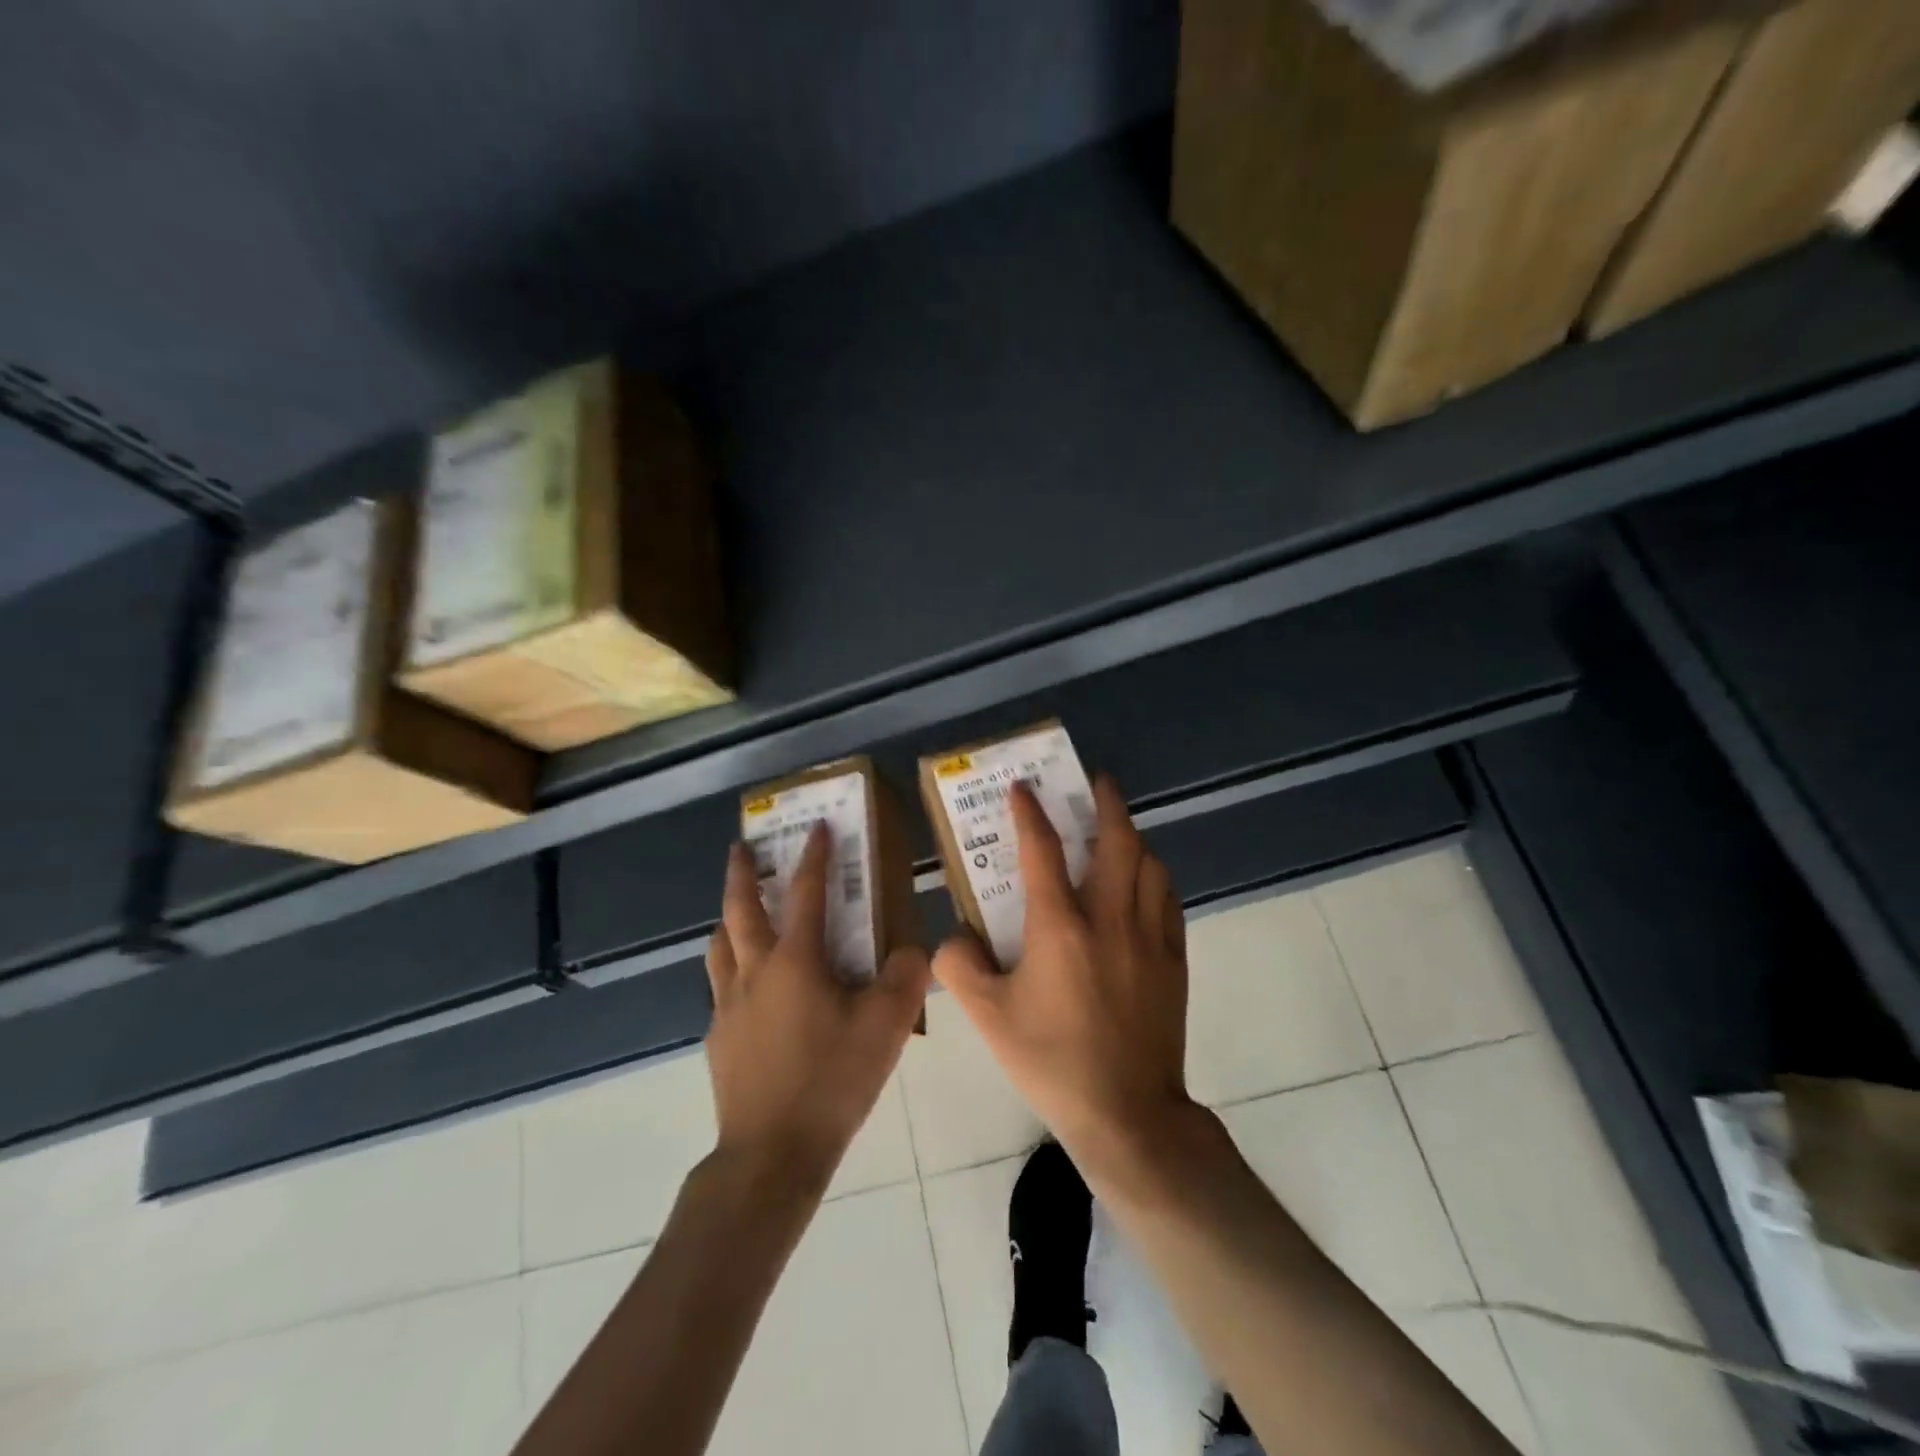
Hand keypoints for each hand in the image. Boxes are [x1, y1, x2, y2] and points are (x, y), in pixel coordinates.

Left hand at [706, 825, 930, 1193]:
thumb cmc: (831, 1080)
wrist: (771, 1153)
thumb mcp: (885, 1027)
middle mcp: (755, 972)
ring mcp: (729, 1006)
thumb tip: (912, 951)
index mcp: (795, 961)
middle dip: (743, 873)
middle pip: (741, 909)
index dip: (815, 856)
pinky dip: (731, 969)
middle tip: (741, 847)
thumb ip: (905, 978)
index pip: (807, 893)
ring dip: (728, 919)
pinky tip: (748, 990)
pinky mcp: (719, 1038)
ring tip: (736, 911)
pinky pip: (721, 988)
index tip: (818, 827)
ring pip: (720, 946)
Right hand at [932, 776, 1198, 1188]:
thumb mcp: (988, 1017)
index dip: (1030, 812)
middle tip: (1096, 782)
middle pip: (1116, 841)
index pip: (1042, 850)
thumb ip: (959, 966)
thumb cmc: (1052, 1061)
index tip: (1023, 788)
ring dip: (1133, 837)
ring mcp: (1149, 937)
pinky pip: (1168, 900)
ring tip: (1118, 831)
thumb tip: (954, 936)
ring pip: (1150, 864)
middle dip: (1107, 802)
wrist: (1127, 1113)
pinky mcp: (1174, 960)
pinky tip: (1144, 884)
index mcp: (1060, 926)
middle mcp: (1109, 918)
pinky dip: (1155, 878)